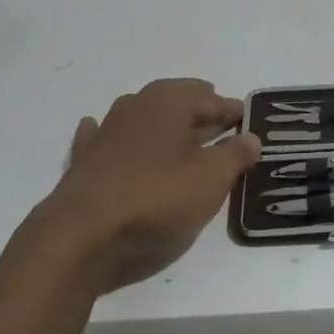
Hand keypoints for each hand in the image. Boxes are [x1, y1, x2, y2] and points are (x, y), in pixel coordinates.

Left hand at [43, 79, 260, 290]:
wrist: (82, 233)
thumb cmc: (156, 198)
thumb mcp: (211, 179)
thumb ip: (235, 155)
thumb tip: (251, 137)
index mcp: (170, 101)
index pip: (213, 100)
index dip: (234, 113)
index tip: (249, 124)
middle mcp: (137, 104)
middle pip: (178, 101)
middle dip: (200, 111)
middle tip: (221, 126)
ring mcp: (106, 129)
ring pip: (143, 115)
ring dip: (163, 123)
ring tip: (181, 137)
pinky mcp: (85, 157)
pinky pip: (107, 137)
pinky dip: (119, 137)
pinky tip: (117, 139)